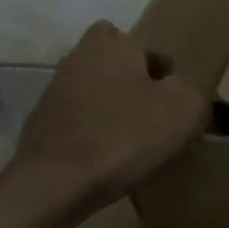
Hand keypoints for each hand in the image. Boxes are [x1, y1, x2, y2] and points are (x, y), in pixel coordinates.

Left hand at [7, 21, 208, 216]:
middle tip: (148, 107)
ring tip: (129, 138)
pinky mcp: (38, 128)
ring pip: (89, 90)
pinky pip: (74, 122)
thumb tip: (179, 94)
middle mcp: (78, 60)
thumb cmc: (126, 135)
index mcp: (112, 46)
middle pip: (108, 60)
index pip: (138, 41)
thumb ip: (190, 93)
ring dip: (107, 106)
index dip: (157, 64)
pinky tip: (104, 158)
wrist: (55, 185)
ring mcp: (52, 94)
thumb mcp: (184, 110)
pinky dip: (89, 133)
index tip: (170, 92)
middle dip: (127, 78)